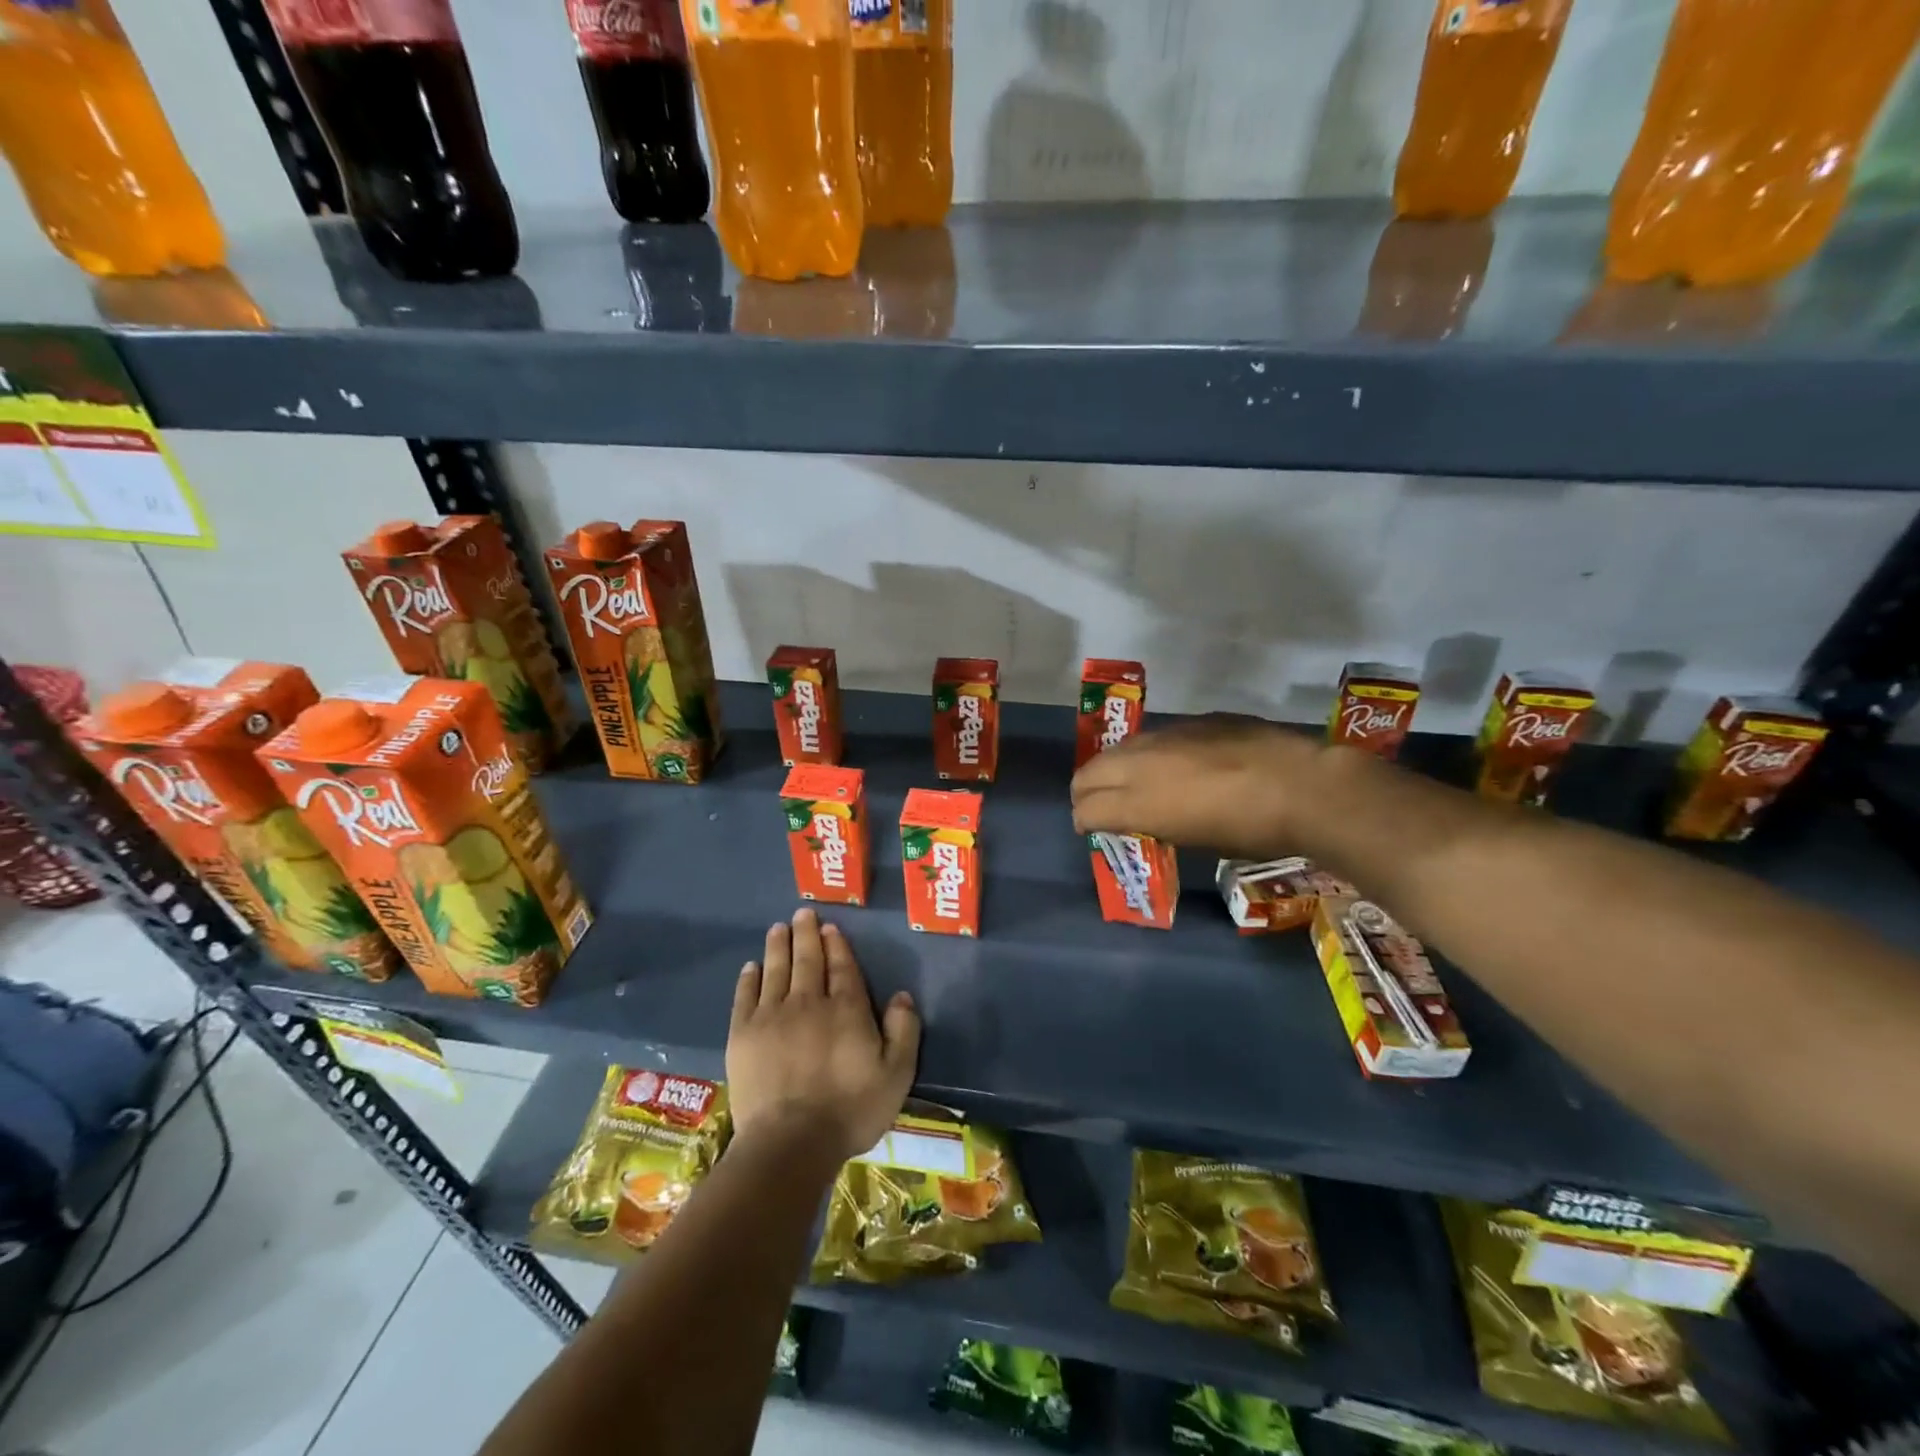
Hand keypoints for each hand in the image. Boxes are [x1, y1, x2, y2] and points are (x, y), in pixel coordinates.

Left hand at [727, 907, 920, 1163]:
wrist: (790, 1142)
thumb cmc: (850, 1110)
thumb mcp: (897, 1075)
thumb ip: (903, 1031)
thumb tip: (902, 995)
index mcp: (846, 1009)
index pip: (842, 967)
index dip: (836, 945)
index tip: (830, 927)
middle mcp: (809, 1002)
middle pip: (808, 960)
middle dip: (806, 934)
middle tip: (802, 913)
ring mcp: (772, 1015)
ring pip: (776, 970)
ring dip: (778, 946)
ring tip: (779, 928)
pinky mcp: (743, 1034)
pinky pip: (746, 996)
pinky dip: (749, 978)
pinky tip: (752, 967)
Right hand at [1070, 714, 1319, 859]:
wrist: (1302, 787)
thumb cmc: (1252, 831)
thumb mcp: (1195, 840)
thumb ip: (1158, 823)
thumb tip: (1149, 818)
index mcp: (1139, 803)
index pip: (1086, 808)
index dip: (1083, 820)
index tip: (1089, 828)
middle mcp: (1141, 765)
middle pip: (1089, 773)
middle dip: (1085, 791)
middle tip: (1095, 805)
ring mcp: (1165, 737)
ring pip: (1119, 749)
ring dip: (1113, 768)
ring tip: (1129, 782)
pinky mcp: (1192, 721)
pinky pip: (1154, 738)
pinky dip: (1148, 754)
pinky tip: (1172, 764)